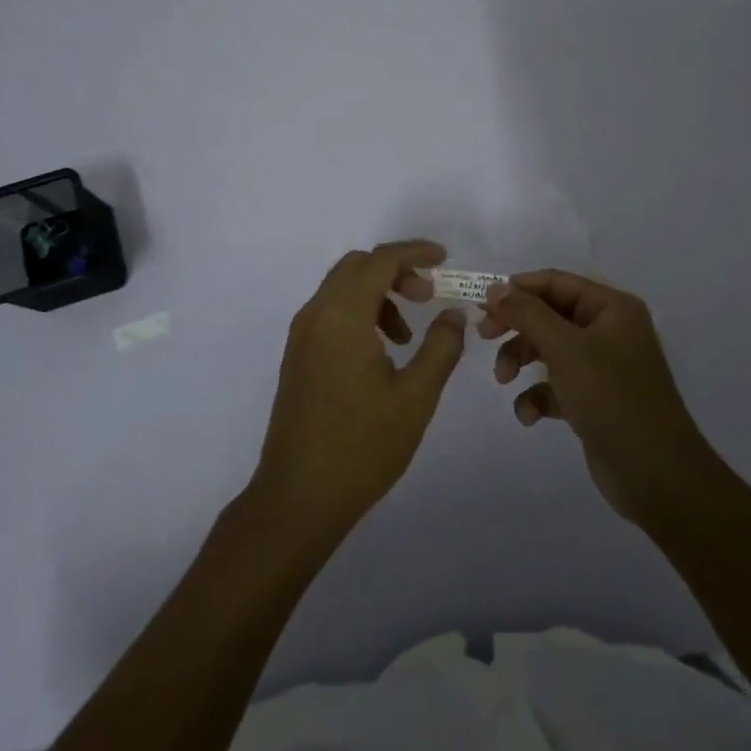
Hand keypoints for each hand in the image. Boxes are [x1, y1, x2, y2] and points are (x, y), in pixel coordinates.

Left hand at [251, 241, 467, 542]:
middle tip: (428, 296)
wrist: (298, 497)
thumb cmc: (362, 446)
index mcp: (342, 315)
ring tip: (409, 336)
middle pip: (357, 267)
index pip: (380, 260)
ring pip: (342, 289)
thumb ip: (440, 347)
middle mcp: (315, 314)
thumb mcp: (415, 397)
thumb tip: (454, 314)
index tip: (444, 259)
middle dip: (396, 271)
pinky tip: (382, 353)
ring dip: (378, 294)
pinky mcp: (297, 356)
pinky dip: (359, 313)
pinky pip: (330, 312)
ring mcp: (301, 336)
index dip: (414, 252)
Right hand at [481, 270, 711, 521]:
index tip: (483, 304)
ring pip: (548, 350)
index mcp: (612, 308)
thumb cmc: (611, 397)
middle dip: (517, 327)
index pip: (556, 282)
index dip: (518, 289)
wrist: (656, 475)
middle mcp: (609, 331)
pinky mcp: (594, 400)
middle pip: (549, 314)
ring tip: (504, 380)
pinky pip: (556, 385)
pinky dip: (538, 395)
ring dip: (521, 361)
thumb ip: (527, 313)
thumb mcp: (564, 348)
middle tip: (484, 337)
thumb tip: (496, 288)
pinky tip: (529, 415)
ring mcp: (602, 367)